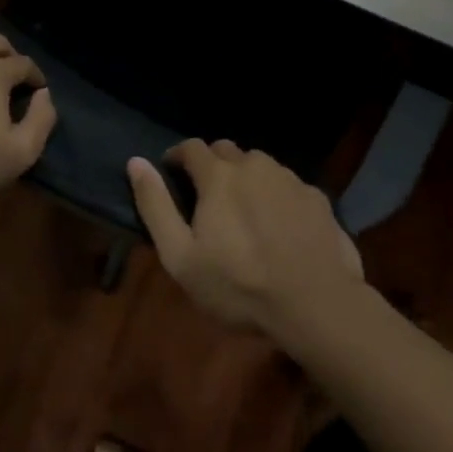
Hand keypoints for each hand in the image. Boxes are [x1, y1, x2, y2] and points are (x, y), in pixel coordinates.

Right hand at [128, 139, 362, 338]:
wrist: (316, 304)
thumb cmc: (239, 285)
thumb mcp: (181, 257)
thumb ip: (155, 206)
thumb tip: (135, 162)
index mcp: (219, 175)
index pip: (191, 147)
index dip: (178, 156)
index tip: (172, 172)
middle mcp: (254, 165)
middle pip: (226, 151)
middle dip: (212, 164)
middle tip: (207, 196)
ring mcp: (289, 178)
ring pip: (260, 165)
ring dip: (246, 177)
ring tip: (244, 210)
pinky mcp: (317, 197)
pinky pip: (288, 185)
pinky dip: (276, 195)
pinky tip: (279, 225)